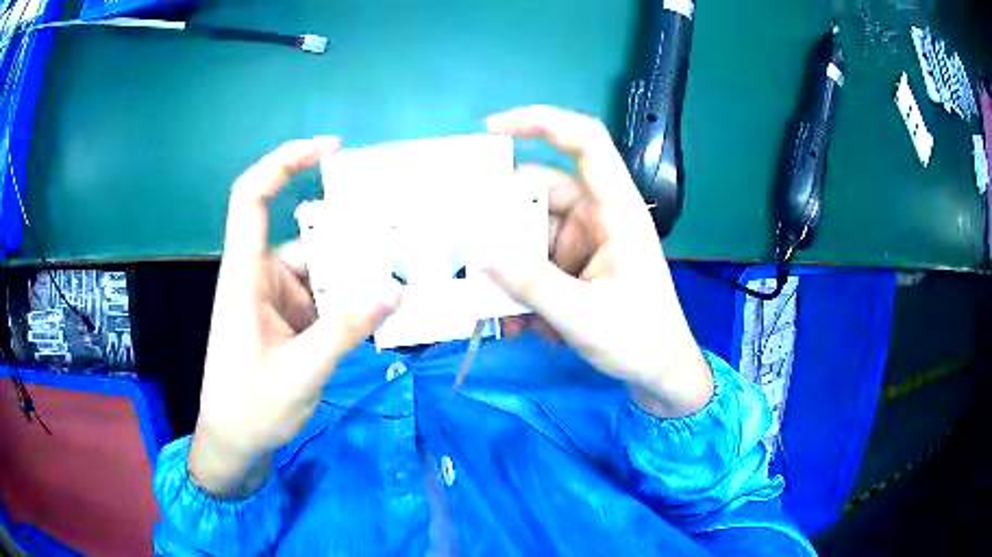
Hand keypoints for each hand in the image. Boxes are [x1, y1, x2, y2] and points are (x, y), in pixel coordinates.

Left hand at [189, 138, 400, 497]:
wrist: (235, 443)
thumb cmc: (251, 407)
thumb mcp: (299, 372)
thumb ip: (343, 331)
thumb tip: (393, 290)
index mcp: (246, 274)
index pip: (253, 197)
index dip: (285, 162)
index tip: (330, 150)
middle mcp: (261, 276)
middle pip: (306, 235)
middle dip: (352, 234)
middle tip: (404, 235)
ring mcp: (277, 299)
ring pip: (322, 270)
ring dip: (357, 276)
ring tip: (405, 278)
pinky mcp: (290, 320)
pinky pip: (325, 298)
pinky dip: (351, 302)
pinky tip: (383, 313)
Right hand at [483, 106, 712, 417]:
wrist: (661, 373)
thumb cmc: (638, 339)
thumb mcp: (580, 314)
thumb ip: (526, 280)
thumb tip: (472, 244)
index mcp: (616, 210)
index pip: (585, 142)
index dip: (542, 121)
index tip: (490, 131)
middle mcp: (599, 214)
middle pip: (540, 192)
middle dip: (502, 220)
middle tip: (464, 247)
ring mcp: (587, 239)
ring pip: (531, 231)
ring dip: (510, 266)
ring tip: (497, 309)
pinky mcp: (577, 263)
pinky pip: (537, 259)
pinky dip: (521, 284)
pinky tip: (519, 322)